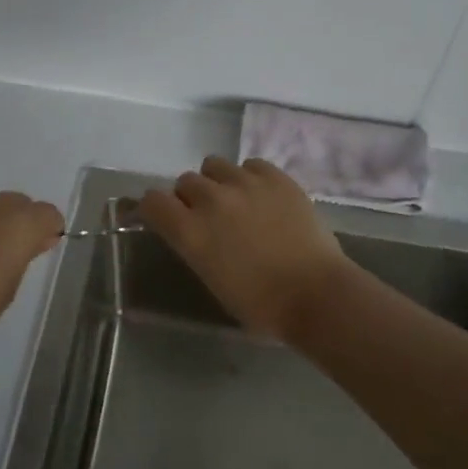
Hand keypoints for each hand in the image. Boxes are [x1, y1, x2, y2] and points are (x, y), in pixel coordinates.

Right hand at [139, 157, 345, 339]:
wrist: (315, 294)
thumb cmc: (261, 304)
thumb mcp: (212, 280)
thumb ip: (196, 246)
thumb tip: (193, 231)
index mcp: (191, 232)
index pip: (152, 201)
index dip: (152, 207)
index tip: (160, 216)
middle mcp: (211, 200)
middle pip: (185, 181)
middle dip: (190, 197)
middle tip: (207, 216)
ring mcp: (245, 183)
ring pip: (214, 165)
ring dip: (217, 181)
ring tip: (234, 199)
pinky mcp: (275, 177)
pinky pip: (250, 164)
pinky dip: (249, 177)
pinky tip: (261, 195)